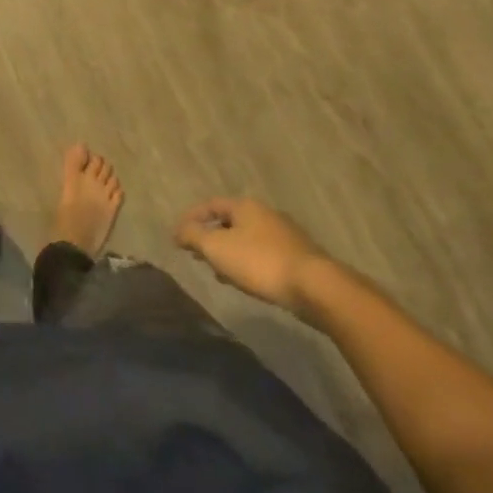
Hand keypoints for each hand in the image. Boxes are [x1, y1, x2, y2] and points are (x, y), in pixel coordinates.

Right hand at [174, 197, 328, 312]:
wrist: (315, 287)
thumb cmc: (259, 262)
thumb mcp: (217, 248)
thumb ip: (193, 236)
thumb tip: (178, 230)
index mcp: (245, 206)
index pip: (210, 205)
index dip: (191, 218)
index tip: (177, 237)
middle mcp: (265, 213)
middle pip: (229, 221)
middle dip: (210, 237)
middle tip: (197, 254)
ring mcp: (284, 234)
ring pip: (246, 239)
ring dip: (229, 252)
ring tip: (218, 272)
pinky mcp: (297, 256)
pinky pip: (262, 254)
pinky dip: (247, 263)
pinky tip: (245, 281)